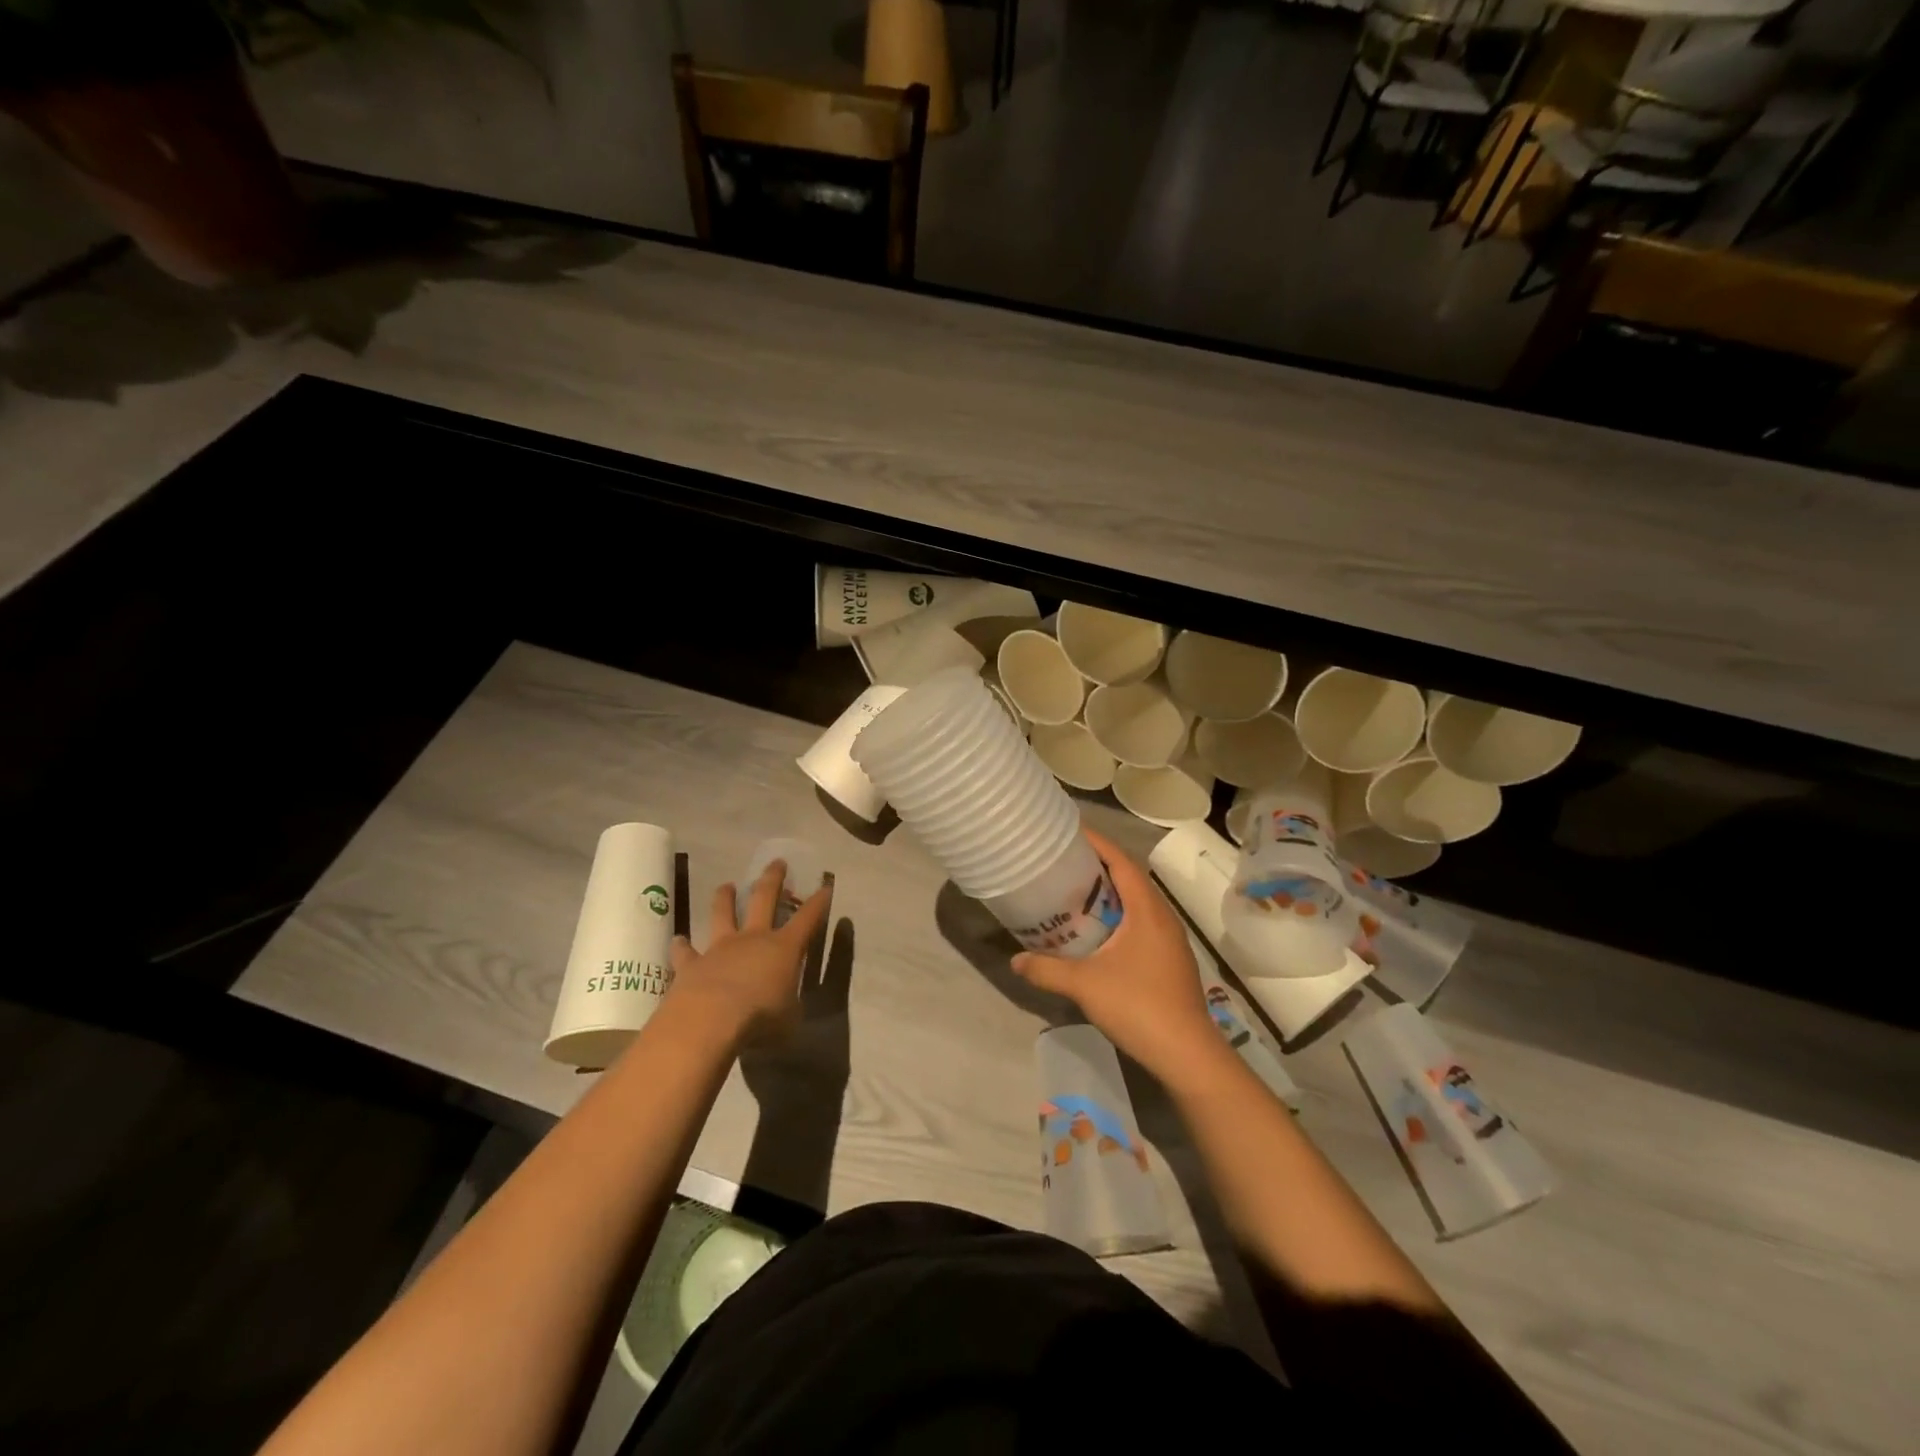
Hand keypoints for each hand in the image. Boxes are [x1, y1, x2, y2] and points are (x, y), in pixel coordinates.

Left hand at [666, 859, 833, 1049]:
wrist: (710, 1020)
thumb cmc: (760, 1018)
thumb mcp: (789, 1019)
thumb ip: (789, 1007)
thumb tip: (787, 1008)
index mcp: (784, 948)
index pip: (808, 918)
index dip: (819, 902)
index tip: (825, 885)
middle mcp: (753, 939)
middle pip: (764, 899)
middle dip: (773, 879)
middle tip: (777, 862)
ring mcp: (720, 948)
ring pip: (722, 913)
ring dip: (725, 898)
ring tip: (727, 885)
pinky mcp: (691, 964)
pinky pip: (685, 951)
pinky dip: (682, 945)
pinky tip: (678, 940)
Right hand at [1011, 828, 1226, 1082]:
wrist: (1187, 1054)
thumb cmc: (1138, 1006)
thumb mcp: (1084, 985)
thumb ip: (1047, 969)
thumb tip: (1015, 960)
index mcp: (1147, 910)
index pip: (1122, 862)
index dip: (1098, 843)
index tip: (1070, 832)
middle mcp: (1162, 917)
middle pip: (1130, 878)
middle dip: (1100, 866)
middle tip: (1065, 862)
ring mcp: (1170, 940)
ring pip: (1137, 903)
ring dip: (1110, 893)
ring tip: (1076, 893)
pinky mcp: (1170, 960)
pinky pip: (1142, 923)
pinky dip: (1119, 916)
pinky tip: (1098, 933)